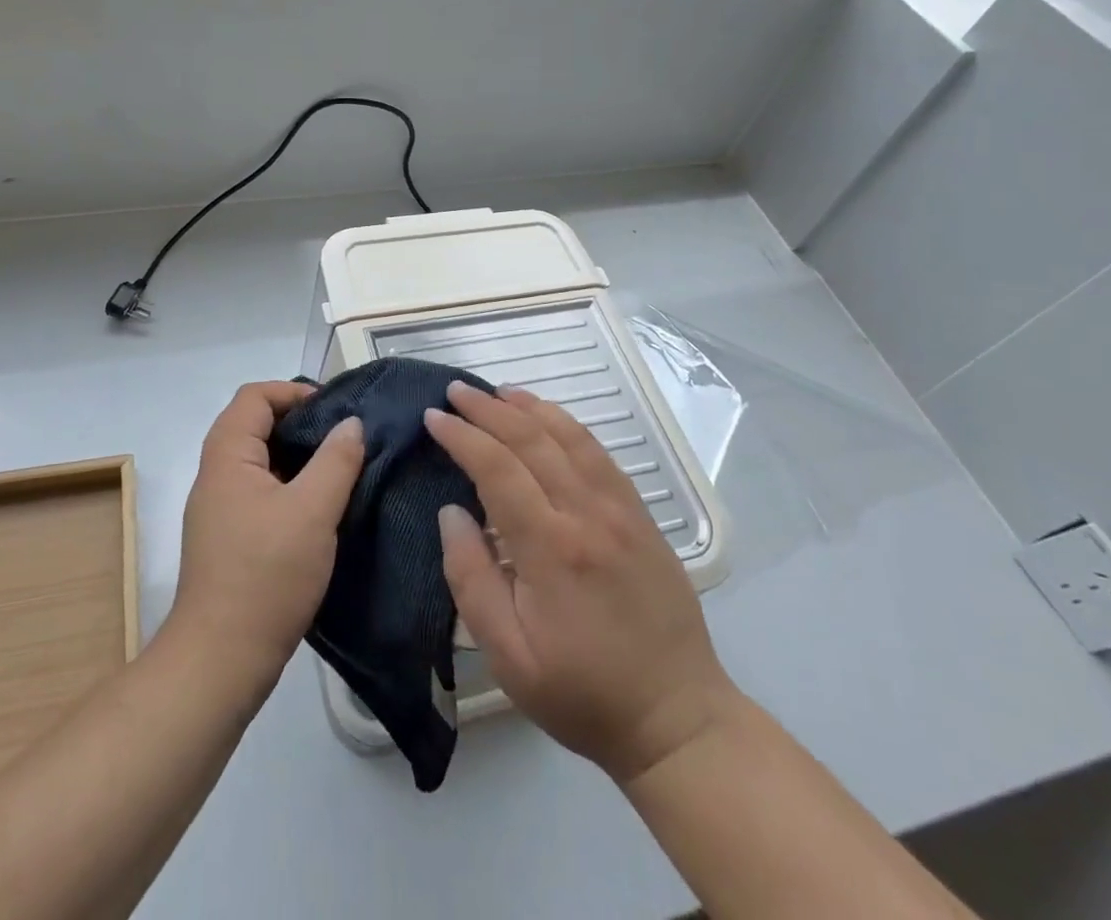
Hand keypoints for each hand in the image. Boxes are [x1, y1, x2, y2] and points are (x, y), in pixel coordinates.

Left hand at [170, 382, 363, 694]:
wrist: (220, 660)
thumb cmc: (267, 574)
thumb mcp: (313, 511)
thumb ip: (336, 460)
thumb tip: (351, 424)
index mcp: (227, 456)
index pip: (254, 396)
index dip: (293, 391)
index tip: (334, 409)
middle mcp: (215, 474)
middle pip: (254, 424)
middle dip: (299, 422)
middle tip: (343, 437)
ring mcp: (219, 508)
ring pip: (259, 461)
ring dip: (296, 456)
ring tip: (338, 468)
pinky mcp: (228, 538)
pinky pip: (259, 491)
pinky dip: (288, 485)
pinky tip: (320, 507)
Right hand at [426, 384, 737, 782]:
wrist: (676, 718)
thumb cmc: (582, 693)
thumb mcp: (508, 655)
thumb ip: (471, 578)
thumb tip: (451, 512)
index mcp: (551, 548)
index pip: (498, 468)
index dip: (462, 437)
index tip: (434, 417)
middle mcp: (588, 514)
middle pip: (532, 440)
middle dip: (489, 410)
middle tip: (456, 390)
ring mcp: (621, 510)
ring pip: (570, 437)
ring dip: (529, 407)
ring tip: (496, 391)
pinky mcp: (641, 516)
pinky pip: (600, 454)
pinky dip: (568, 425)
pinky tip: (549, 418)